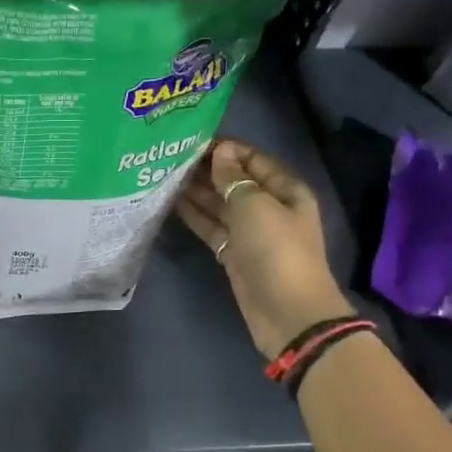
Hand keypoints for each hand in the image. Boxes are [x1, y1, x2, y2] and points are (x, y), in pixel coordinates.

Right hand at [177, 140, 351, 359]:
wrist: (287, 312)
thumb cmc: (276, 250)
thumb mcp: (255, 206)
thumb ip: (233, 177)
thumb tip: (221, 151)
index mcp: (285, 190)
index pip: (253, 159)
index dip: (227, 149)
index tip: (192, 139)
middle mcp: (269, 207)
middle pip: (235, 181)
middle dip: (207, 169)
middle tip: (170, 156)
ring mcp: (251, 232)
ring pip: (220, 205)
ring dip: (197, 192)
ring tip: (164, 175)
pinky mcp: (234, 253)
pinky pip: (212, 227)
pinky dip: (195, 216)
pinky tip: (171, 203)